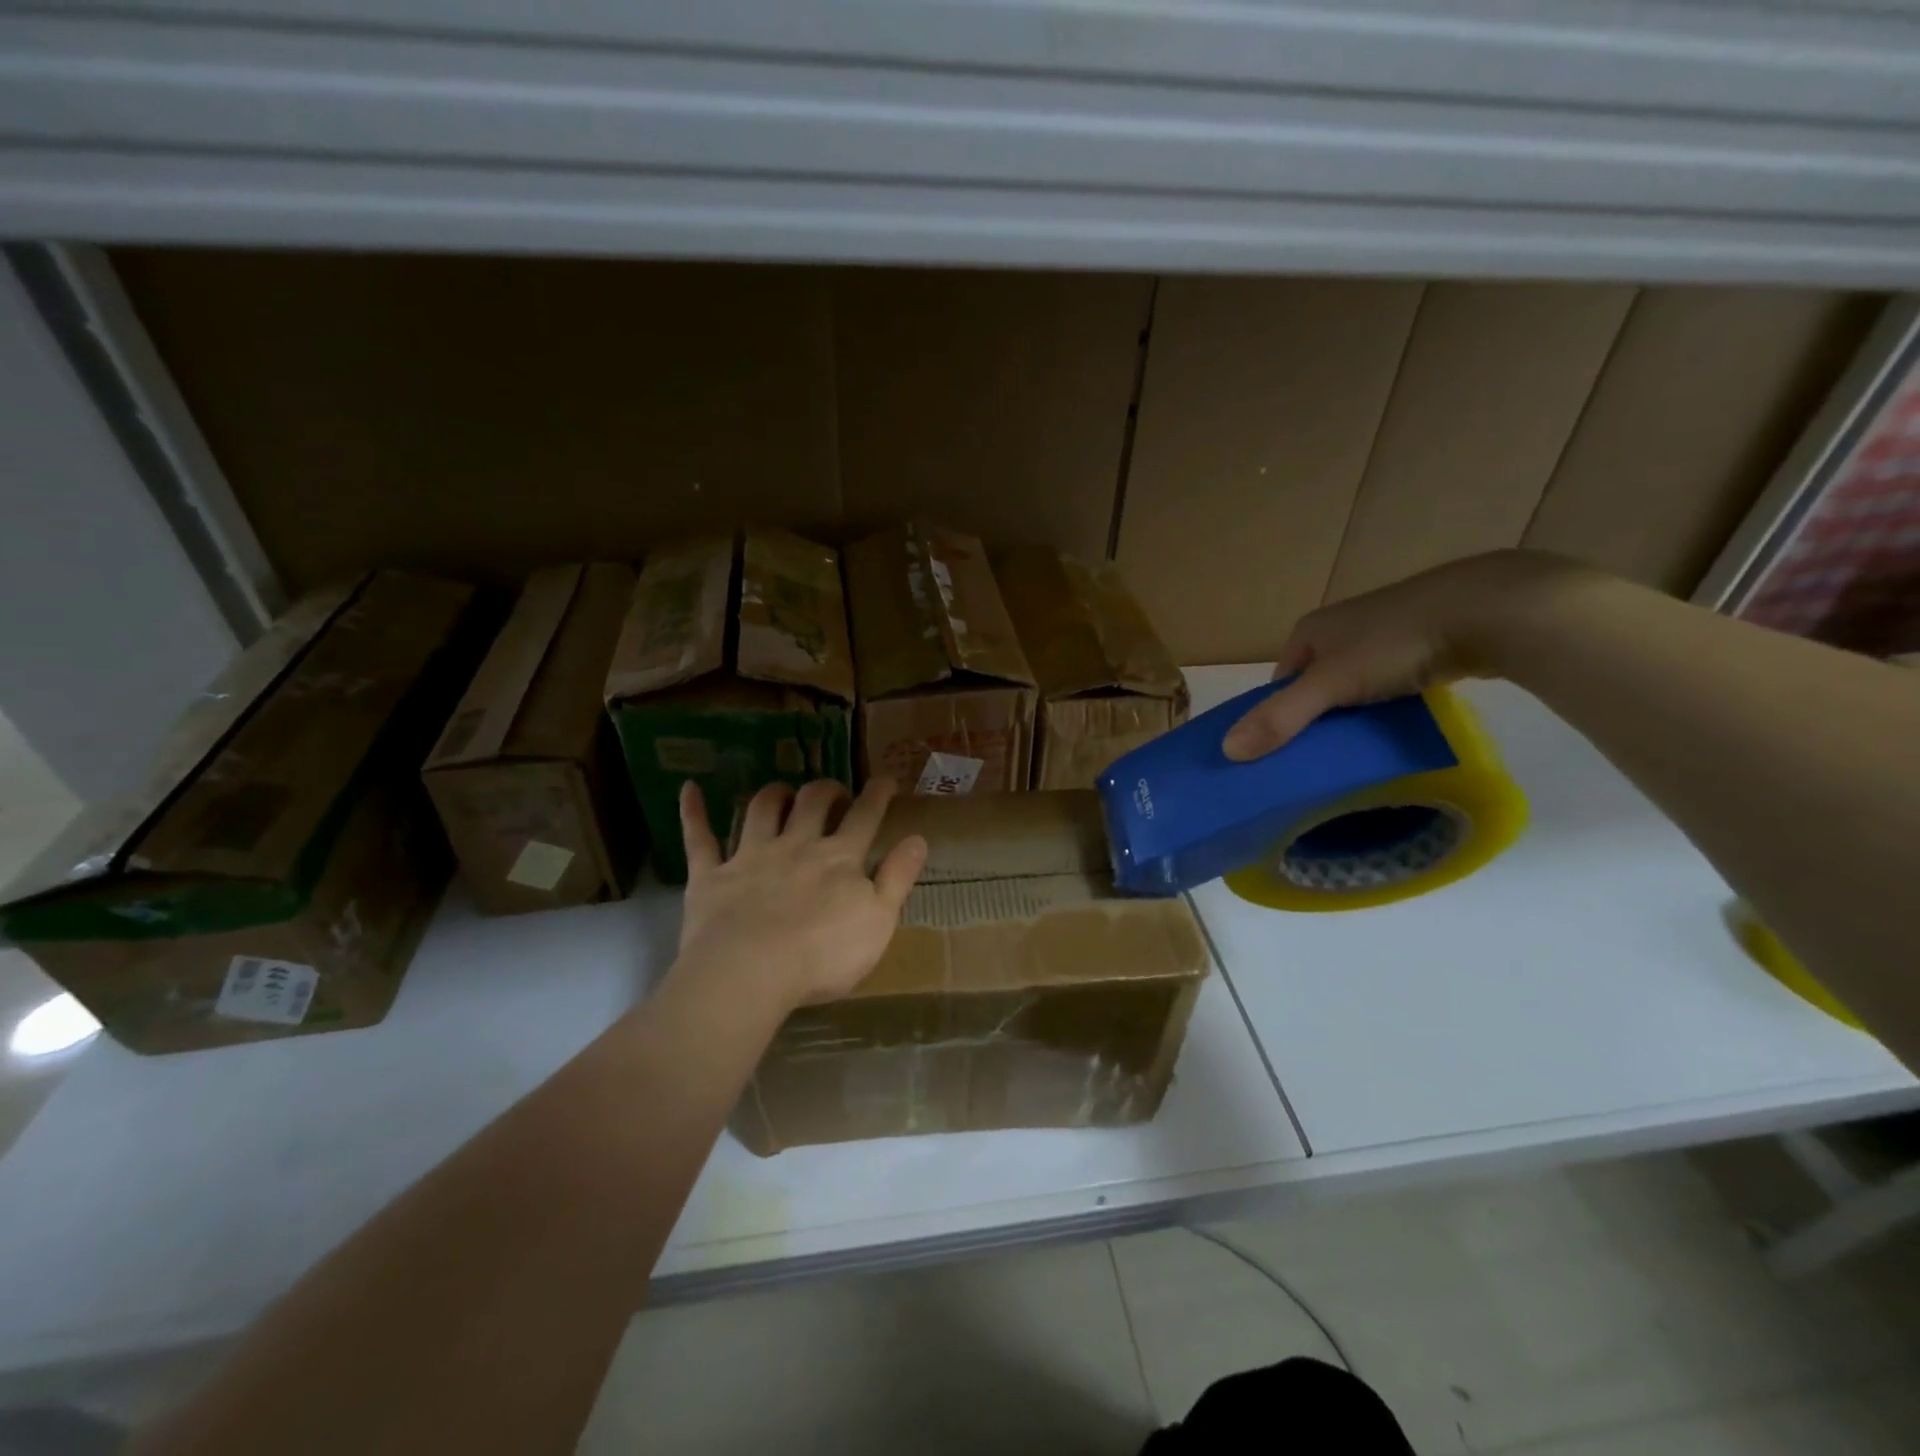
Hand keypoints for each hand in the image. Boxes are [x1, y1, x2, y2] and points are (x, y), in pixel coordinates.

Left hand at [674, 777, 927, 1007]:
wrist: (749, 973)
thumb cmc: (823, 955)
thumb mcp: (879, 922)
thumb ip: (898, 878)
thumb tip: (918, 838)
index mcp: (839, 858)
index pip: (865, 816)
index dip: (878, 794)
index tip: (887, 778)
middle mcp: (796, 845)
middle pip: (813, 803)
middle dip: (826, 790)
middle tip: (834, 792)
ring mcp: (751, 857)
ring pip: (763, 809)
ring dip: (775, 794)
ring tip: (783, 791)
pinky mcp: (711, 876)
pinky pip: (699, 838)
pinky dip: (693, 812)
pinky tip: (688, 789)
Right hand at [1223, 549, 1596, 759]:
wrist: (1489, 610)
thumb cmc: (1393, 643)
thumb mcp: (1330, 685)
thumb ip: (1281, 718)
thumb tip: (1227, 751)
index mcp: (1309, 631)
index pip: (1279, 682)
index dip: (1280, 716)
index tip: (1290, 752)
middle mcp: (1340, 627)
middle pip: (1315, 685)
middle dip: (1319, 717)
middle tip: (1327, 755)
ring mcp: (1383, 633)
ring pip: (1354, 684)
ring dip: (1356, 713)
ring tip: (1364, 745)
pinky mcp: (1422, 641)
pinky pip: (1390, 681)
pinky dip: (1389, 703)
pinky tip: (1400, 722)